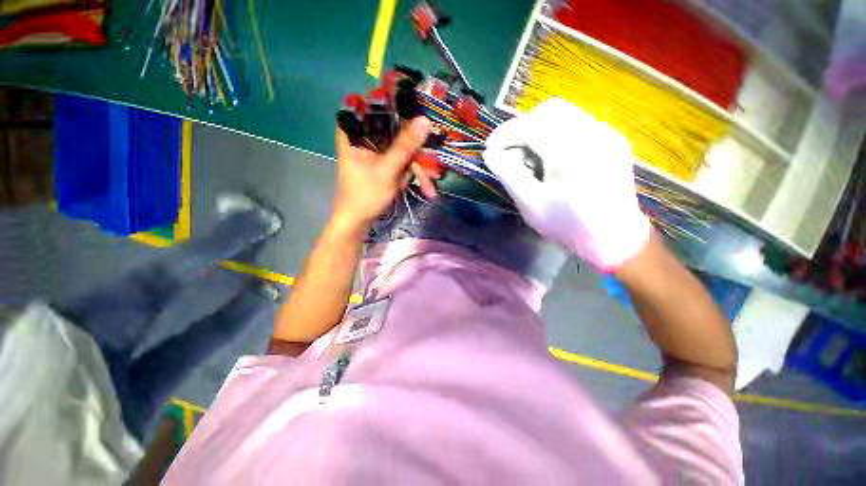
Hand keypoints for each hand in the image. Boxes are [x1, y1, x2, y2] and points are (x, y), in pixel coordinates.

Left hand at [332, 117, 432, 233]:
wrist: (358, 220)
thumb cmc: (365, 196)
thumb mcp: (387, 171)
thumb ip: (405, 146)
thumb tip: (425, 120)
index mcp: (355, 131)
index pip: (377, 104)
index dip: (401, 106)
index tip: (422, 115)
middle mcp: (366, 135)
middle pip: (396, 129)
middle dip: (416, 151)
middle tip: (432, 166)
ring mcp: (376, 149)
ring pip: (403, 146)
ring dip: (418, 167)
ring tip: (429, 187)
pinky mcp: (384, 160)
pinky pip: (403, 159)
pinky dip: (413, 172)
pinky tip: (423, 187)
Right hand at [483, 98, 649, 270]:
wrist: (614, 238)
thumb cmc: (567, 225)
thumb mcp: (530, 203)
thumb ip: (508, 174)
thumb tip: (490, 154)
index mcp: (571, 152)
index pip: (531, 125)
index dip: (505, 134)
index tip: (489, 149)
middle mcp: (593, 133)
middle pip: (549, 110)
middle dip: (523, 127)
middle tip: (512, 153)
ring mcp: (606, 134)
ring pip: (564, 114)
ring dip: (539, 131)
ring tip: (532, 160)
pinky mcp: (612, 140)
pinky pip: (577, 125)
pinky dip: (556, 135)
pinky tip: (553, 160)